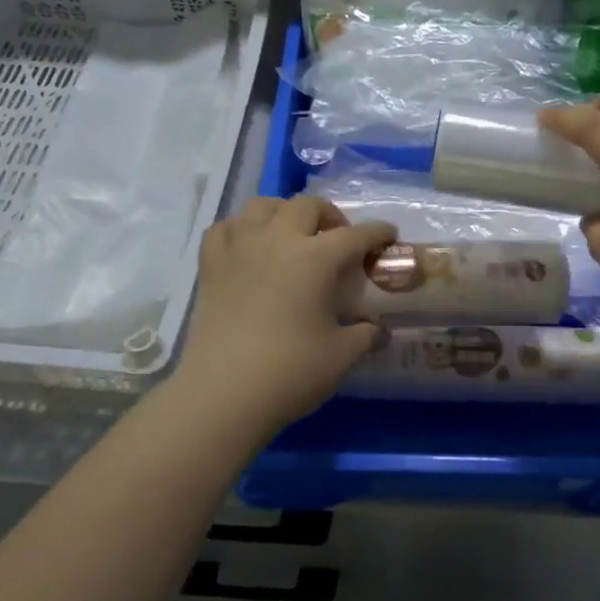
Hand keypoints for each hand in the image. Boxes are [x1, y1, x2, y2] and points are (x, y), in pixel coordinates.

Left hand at [171, 196, 396, 436]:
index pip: (355, 235)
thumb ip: (366, 335)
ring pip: (261, 206)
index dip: (377, 233)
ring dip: (283, 212)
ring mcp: (239, 249)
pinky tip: (248, 246)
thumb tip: (378, 330)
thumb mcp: (341, 355)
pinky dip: (240, 229)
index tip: (389, 235)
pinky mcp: (210, 266)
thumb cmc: (290, 371)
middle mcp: (277, 241)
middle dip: (329, 215)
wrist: (222, 393)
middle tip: (338, 238)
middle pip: (307, 206)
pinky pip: (224, 228)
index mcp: (315, 258)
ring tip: (292, 234)